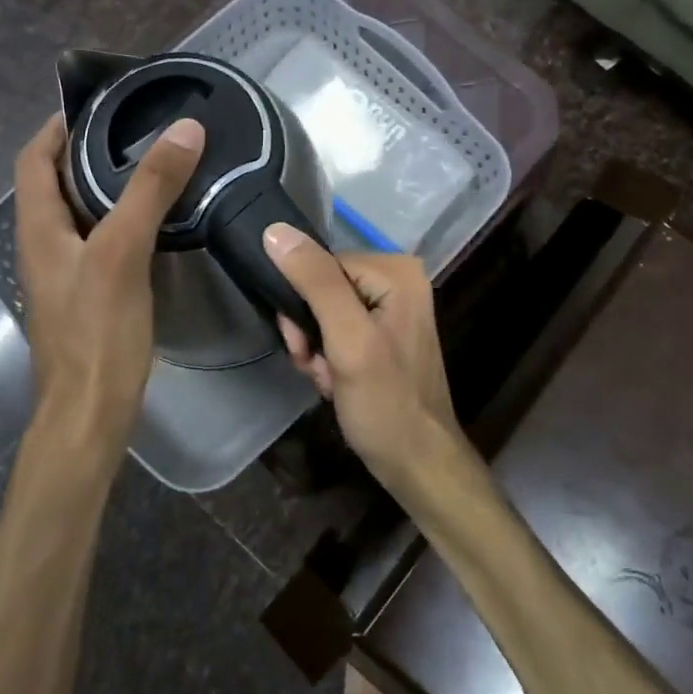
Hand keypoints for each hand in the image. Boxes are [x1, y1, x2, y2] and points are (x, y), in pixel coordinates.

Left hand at [13, 113, 203, 450]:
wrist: (89, 413)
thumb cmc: (96, 331)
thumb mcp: (123, 251)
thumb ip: (150, 189)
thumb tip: (185, 129)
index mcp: (38, 229)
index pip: (33, 160)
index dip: (56, 127)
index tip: (96, 104)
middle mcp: (45, 247)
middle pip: (56, 184)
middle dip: (88, 152)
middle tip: (137, 130)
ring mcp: (66, 275)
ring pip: (81, 215)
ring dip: (106, 186)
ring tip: (153, 167)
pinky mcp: (89, 298)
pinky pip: (101, 243)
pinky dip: (122, 221)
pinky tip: (157, 224)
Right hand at [265, 223, 463, 487]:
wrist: (417, 464)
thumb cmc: (385, 403)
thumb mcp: (347, 340)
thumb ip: (315, 283)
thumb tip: (275, 230)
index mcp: (396, 271)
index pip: (321, 264)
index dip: (302, 303)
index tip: (303, 345)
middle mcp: (398, 280)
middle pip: (322, 288)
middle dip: (310, 331)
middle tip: (317, 366)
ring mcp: (392, 308)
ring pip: (324, 313)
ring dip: (316, 349)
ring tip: (329, 379)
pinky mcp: (383, 334)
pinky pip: (338, 332)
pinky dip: (329, 359)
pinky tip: (336, 383)